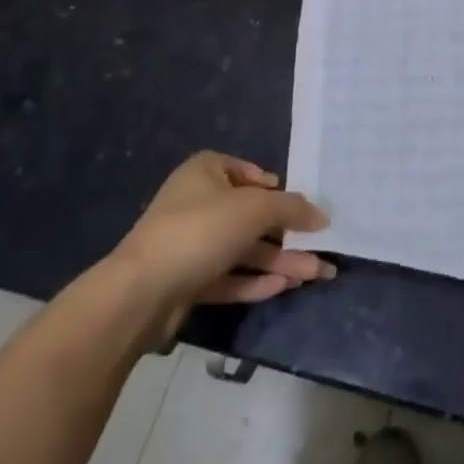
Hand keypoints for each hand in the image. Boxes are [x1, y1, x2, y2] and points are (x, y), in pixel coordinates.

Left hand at [108, 152, 332, 329]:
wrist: (141, 293)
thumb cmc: (201, 230)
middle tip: (321, 246)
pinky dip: (255, 281)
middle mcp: (196, 204)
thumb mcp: (256, 209)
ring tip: (317, 272)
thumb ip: (292, 209)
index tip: (296, 201)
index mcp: (205, 172)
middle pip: (250, 216)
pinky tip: (284, 287)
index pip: (243, 170)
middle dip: (288, 234)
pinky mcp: (187, 281)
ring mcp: (190, 244)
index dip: (271, 184)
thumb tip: (322, 215)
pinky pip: (228, 277)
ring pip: (243, 250)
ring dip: (280, 260)